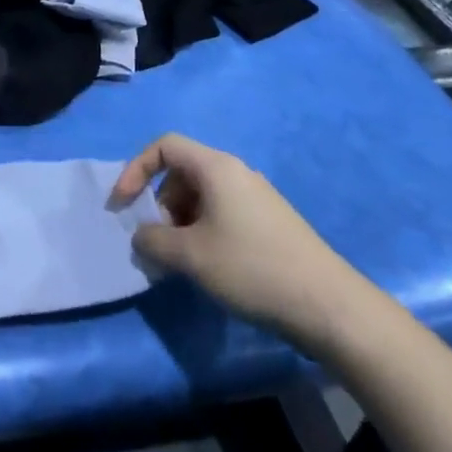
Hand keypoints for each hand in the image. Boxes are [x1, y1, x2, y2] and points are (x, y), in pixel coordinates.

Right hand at [109, 133, 378, 355]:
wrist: (328, 305)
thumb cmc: (251, 268)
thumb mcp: (190, 256)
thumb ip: (153, 241)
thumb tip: (142, 236)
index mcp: (216, 167)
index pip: (164, 146)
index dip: (135, 170)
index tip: (122, 205)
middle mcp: (236, 172)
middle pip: (182, 172)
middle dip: (160, 204)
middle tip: (158, 243)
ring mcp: (256, 196)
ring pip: (202, 196)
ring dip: (180, 222)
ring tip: (182, 261)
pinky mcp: (270, 221)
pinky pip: (222, 213)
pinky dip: (203, 231)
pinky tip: (210, 267)